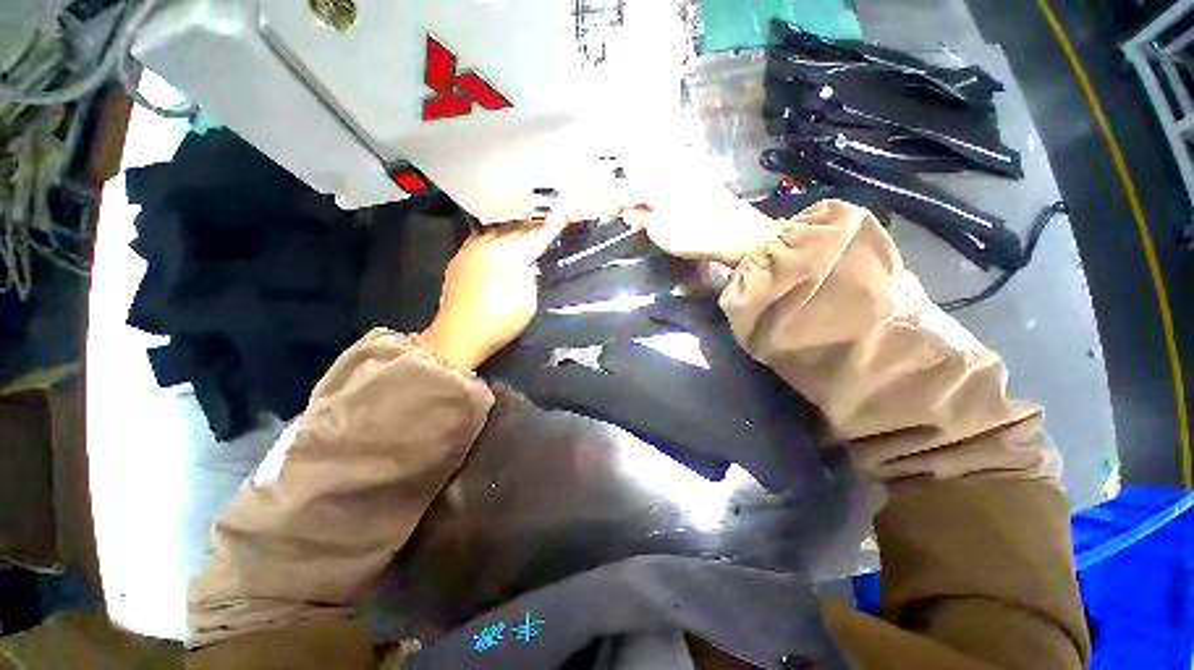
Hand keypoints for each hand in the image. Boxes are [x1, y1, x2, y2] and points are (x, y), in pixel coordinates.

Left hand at [422, 216, 565, 369]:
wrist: (457, 336)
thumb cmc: (496, 323)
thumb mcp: (527, 303)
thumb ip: (532, 277)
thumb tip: (529, 263)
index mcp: (508, 255)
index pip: (535, 236)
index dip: (550, 227)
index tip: (562, 215)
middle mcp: (488, 246)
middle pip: (515, 228)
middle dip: (530, 226)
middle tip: (544, 223)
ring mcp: (470, 250)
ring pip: (495, 230)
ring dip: (510, 228)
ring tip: (522, 228)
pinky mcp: (458, 259)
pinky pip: (478, 237)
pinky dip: (491, 235)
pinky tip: (496, 238)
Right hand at [615, 178, 783, 266]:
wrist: (742, 234)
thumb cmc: (695, 232)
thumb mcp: (659, 231)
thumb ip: (641, 219)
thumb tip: (630, 211)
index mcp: (652, 181)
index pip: (620, 189)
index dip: (606, 202)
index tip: (595, 213)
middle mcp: (667, 173)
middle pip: (638, 183)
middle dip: (625, 196)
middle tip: (614, 212)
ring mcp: (687, 178)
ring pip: (655, 185)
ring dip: (643, 197)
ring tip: (635, 213)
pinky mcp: (702, 188)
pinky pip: (671, 190)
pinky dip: (661, 199)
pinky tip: (660, 209)